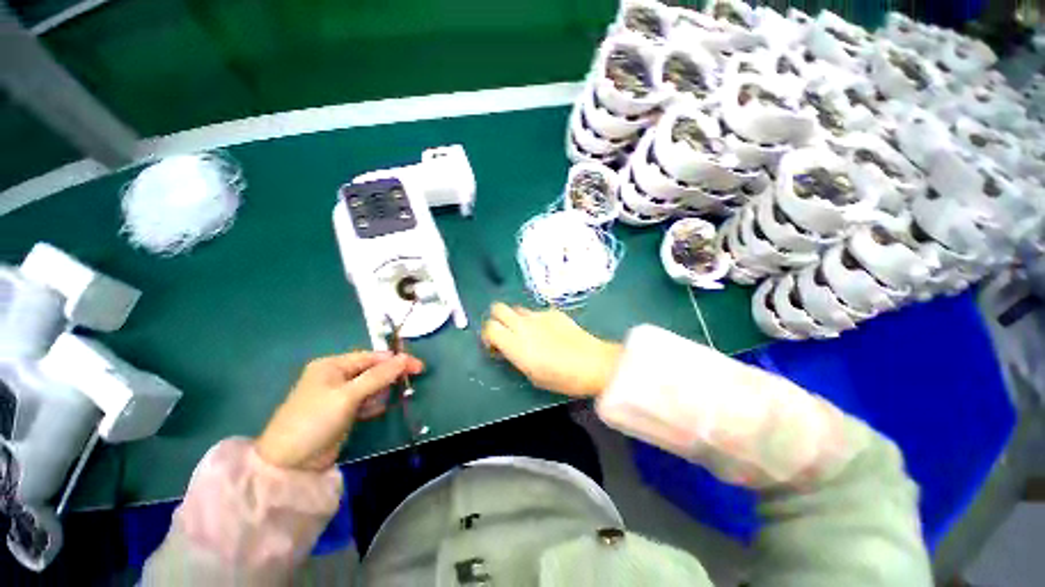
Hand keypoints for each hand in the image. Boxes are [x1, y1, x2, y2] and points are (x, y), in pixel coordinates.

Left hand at [255, 352, 423, 470]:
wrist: (289, 465)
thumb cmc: (315, 421)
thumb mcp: (348, 395)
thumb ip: (378, 376)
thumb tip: (406, 358)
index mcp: (332, 365)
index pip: (372, 357)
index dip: (396, 360)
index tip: (418, 367)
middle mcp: (336, 376)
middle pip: (372, 370)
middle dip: (389, 376)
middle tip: (408, 384)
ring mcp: (339, 395)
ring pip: (371, 386)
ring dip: (382, 392)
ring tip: (384, 402)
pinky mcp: (343, 412)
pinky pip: (366, 401)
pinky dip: (374, 404)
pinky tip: (376, 410)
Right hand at [481, 303, 621, 396]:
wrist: (594, 363)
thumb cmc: (562, 378)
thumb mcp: (532, 375)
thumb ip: (515, 357)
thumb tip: (508, 348)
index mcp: (516, 344)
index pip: (489, 327)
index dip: (488, 335)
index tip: (495, 346)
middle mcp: (523, 325)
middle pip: (498, 308)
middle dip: (497, 319)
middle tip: (506, 333)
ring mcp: (539, 315)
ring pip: (517, 308)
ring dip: (516, 319)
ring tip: (529, 333)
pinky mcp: (554, 311)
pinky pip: (536, 312)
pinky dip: (536, 320)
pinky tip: (550, 332)